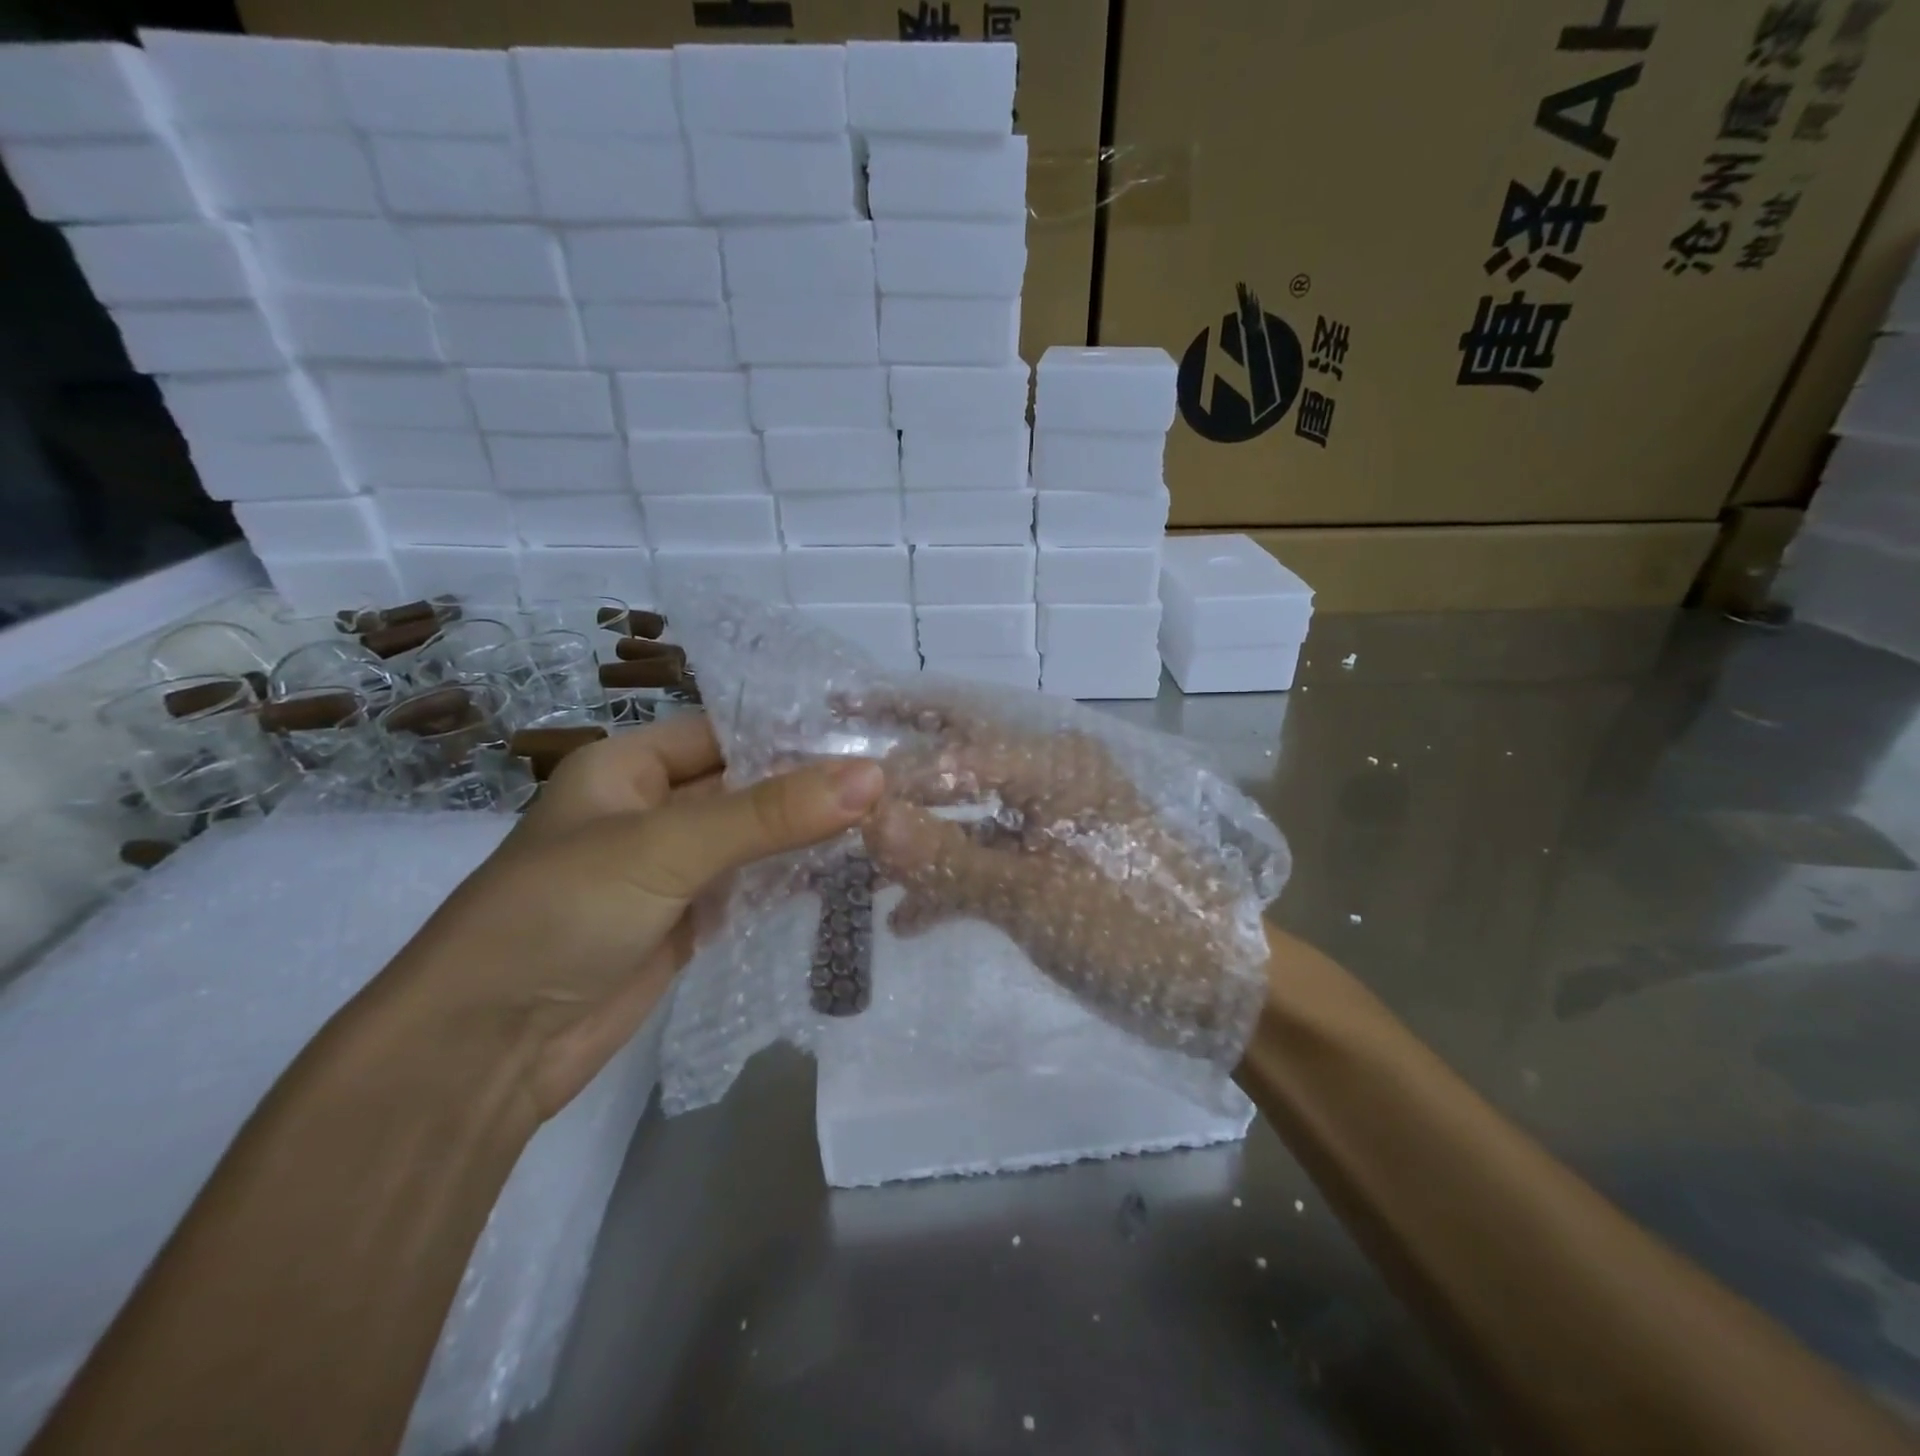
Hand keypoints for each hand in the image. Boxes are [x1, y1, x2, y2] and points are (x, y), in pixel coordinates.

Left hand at [384, 714, 883, 1119]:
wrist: (485, 1050)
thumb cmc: (561, 914)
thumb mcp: (667, 847)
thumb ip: (771, 812)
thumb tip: (872, 775)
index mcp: (630, 766)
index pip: (728, 728)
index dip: (795, 728)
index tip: (871, 734)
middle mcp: (653, 808)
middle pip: (747, 784)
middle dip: (813, 785)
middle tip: (897, 781)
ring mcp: (673, 869)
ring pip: (756, 838)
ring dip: (810, 835)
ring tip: (891, 822)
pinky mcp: (689, 921)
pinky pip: (753, 886)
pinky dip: (795, 880)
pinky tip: (852, 874)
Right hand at [857, 694, 1266, 1061]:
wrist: (1216, 985)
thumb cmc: (1129, 926)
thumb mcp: (1030, 896)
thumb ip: (944, 856)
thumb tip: (864, 816)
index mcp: (1052, 767)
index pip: (952, 752)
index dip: (888, 768)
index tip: (824, 777)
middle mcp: (1049, 779)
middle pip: (958, 757)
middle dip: (899, 760)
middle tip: (835, 749)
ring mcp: (1050, 824)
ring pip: (967, 817)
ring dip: (916, 840)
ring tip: (850, 865)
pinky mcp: (1052, 866)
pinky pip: (988, 860)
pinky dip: (950, 883)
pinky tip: (906, 920)